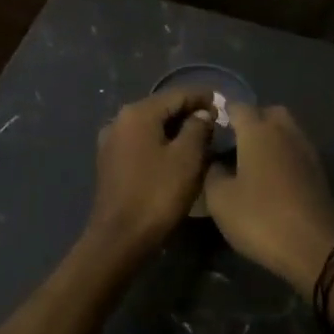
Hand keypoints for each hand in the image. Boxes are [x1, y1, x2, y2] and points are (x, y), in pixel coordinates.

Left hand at [81, 88, 214, 259]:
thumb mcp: (187, 158)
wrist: (119, 238)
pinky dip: (161, 143)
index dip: (202, 96)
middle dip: (189, 113)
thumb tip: (202, 114)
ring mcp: (111, 141)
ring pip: (151, 126)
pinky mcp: (110, 162)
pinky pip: (141, 143)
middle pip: (162, 108)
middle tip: (215, 123)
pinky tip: (176, 155)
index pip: (177, 94)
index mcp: (138, 113)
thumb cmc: (157, 194)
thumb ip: (198, 128)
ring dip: (175, 130)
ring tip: (200, 139)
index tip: (223, 103)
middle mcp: (120, 120)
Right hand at [203, 103, 333, 292]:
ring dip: (270, 139)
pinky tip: (271, 179)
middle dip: (251, 121)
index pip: (238, 106)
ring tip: (250, 163)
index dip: (222, 113)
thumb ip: (211, 172)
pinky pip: (296, 151)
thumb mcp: (220, 200)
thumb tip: (214, 160)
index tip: (209, 128)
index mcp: (258, 130)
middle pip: (268, 112)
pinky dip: (283, 156)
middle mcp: (285, 131)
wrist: (317, 247)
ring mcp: (307, 150)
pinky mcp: (320, 171)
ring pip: (286, 131)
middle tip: (233, 144)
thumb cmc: (261, 217)